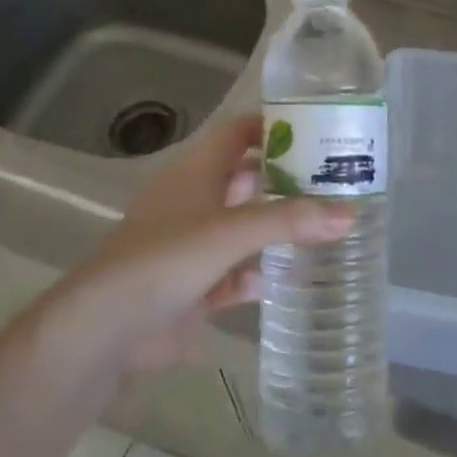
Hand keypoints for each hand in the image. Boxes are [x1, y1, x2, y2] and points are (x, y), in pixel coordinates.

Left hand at [61, 115, 352, 373]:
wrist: (105, 330)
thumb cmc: (165, 260)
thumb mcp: (230, 232)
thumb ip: (290, 221)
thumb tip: (351, 212)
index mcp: (196, 171)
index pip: (239, 132)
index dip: (274, 126)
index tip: (319, 129)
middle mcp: (194, 201)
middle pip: (246, 178)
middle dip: (285, 179)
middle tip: (336, 180)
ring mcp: (192, 245)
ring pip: (242, 226)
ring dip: (275, 227)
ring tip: (325, 225)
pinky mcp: (192, 287)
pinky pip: (234, 274)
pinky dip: (256, 274)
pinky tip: (283, 279)